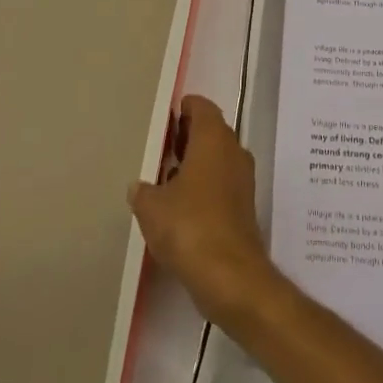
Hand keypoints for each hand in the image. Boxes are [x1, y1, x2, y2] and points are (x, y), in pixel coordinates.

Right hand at [129, 95, 282, 327]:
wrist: (230, 275)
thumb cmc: (189, 226)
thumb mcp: (151, 207)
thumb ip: (143, 190)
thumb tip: (139, 186)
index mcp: (213, 138)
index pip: (202, 107)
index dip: (184, 108)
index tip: (166, 118)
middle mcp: (233, 151)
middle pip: (211, 130)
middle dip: (188, 135)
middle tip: (161, 146)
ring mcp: (242, 178)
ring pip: (218, 157)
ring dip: (196, 162)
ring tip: (165, 176)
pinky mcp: (244, 205)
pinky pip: (222, 182)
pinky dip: (205, 184)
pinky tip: (181, 204)